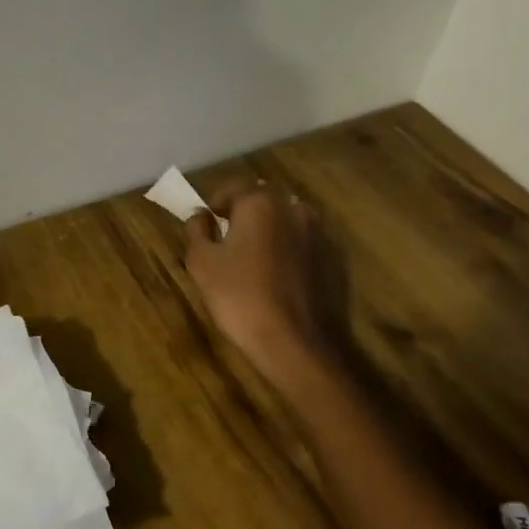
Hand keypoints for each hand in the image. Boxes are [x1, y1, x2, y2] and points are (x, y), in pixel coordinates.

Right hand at [183, 181, 345, 386]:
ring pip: (285, 220)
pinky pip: (302, 242)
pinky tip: (276, 274)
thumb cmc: (238, 296)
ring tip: (253, 258)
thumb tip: (200, 215)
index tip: (206, 224)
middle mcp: (293, 208)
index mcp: (259, 203)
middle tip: (227, 240)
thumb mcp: (201, 262)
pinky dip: (288, 249)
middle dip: (244, 214)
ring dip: (269, 230)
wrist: (291, 340)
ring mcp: (318, 232)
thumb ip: (197, 230)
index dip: (215, 204)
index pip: (233, 187)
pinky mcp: (332, 258)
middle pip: (262, 201)